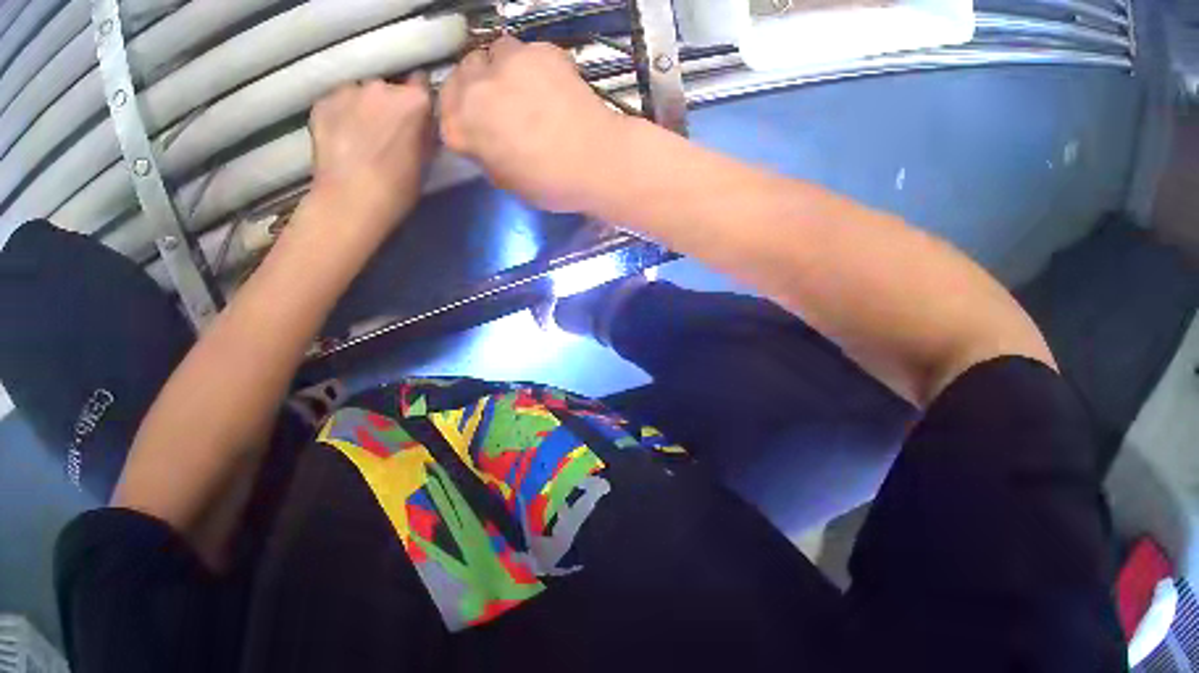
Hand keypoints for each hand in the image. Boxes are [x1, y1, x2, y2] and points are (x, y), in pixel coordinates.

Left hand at [308, 74, 432, 229]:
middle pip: (385, 86)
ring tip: (351, 132)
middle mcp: (384, 86)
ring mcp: (350, 92)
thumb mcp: (425, 158)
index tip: (408, 114)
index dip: (413, 99)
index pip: (420, 82)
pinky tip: (332, 135)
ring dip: (356, 106)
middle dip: (383, 102)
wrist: (346, 206)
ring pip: (356, 92)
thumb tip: (420, 121)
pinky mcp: (323, 105)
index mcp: (415, 98)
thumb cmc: (394, 191)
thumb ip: (424, 129)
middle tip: (377, 128)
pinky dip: (332, 114)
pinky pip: (331, 103)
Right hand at [440, 37, 629, 212]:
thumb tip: (485, 127)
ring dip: (508, 59)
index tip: (481, 101)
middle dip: (483, 73)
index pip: (446, 97)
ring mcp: (505, 66)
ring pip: (498, 48)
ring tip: (530, 76)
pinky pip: (531, 47)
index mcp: (457, 127)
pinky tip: (556, 77)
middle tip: (505, 86)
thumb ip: (479, 142)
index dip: (465, 96)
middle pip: (467, 65)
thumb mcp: (496, 172)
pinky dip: (539, 58)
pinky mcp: (539, 51)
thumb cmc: (544, 179)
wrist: (592, 157)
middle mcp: (473, 90)